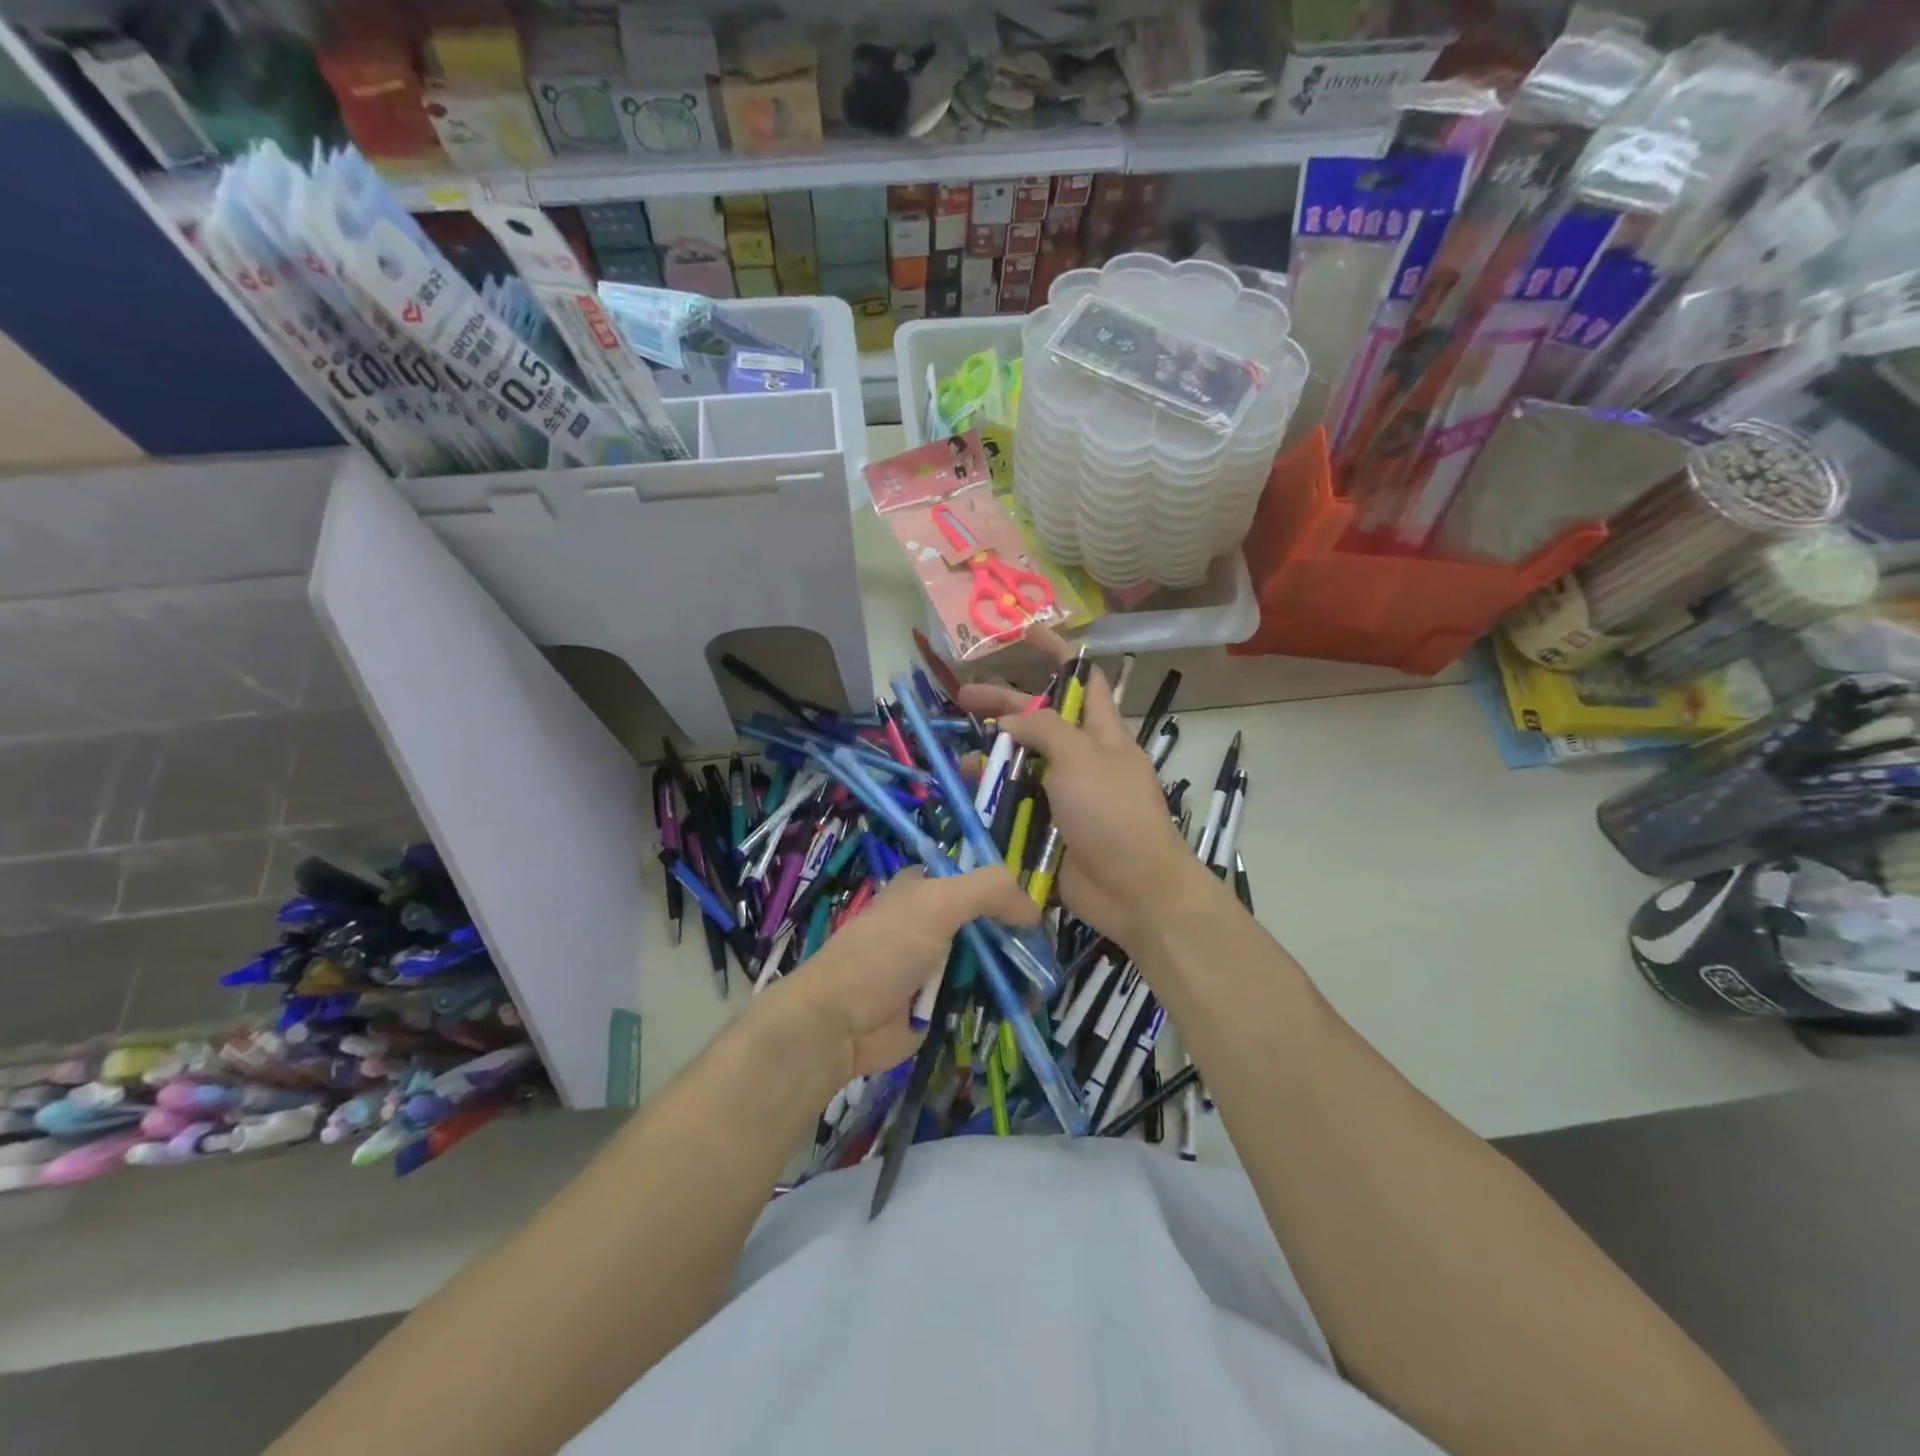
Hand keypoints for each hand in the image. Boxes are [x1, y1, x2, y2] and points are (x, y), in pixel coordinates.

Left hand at [758, 867, 1037, 1084]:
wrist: (841, 1022)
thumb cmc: (884, 952)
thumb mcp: (936, 905)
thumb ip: (987, 891)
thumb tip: (1033, 908)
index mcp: (926, 890)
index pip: (977, 881)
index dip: (1008, 893)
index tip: (1038, 913)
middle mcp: (933, 924)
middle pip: (989, 924)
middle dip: (1017, 939)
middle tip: (1046, 955)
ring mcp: (938, 966)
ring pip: (989, 962)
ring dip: (1015, 973)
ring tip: (1043, 985)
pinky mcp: (940, 1005)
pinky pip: (980, 998)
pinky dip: (1002, 1002)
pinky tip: (1028, 1007)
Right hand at [957, 635, 1205, 949]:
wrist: (1133, 892)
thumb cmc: (1113, 815)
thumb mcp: (1082, 758)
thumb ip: (1044, 730)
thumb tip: (1010, 722)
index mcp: (1101, 734)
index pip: (1081, 681)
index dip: (1056, 655)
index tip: (1026, 634)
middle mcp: (1082, 759)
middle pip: (1040, 722)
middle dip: (1004, 706)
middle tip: (962, 698)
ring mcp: (1064, 796)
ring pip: (1022, 764)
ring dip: (993, 757)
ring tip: (962, 757)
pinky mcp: (1047, 828)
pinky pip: (1016, 804)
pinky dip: (993, 797)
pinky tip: (970, 795)